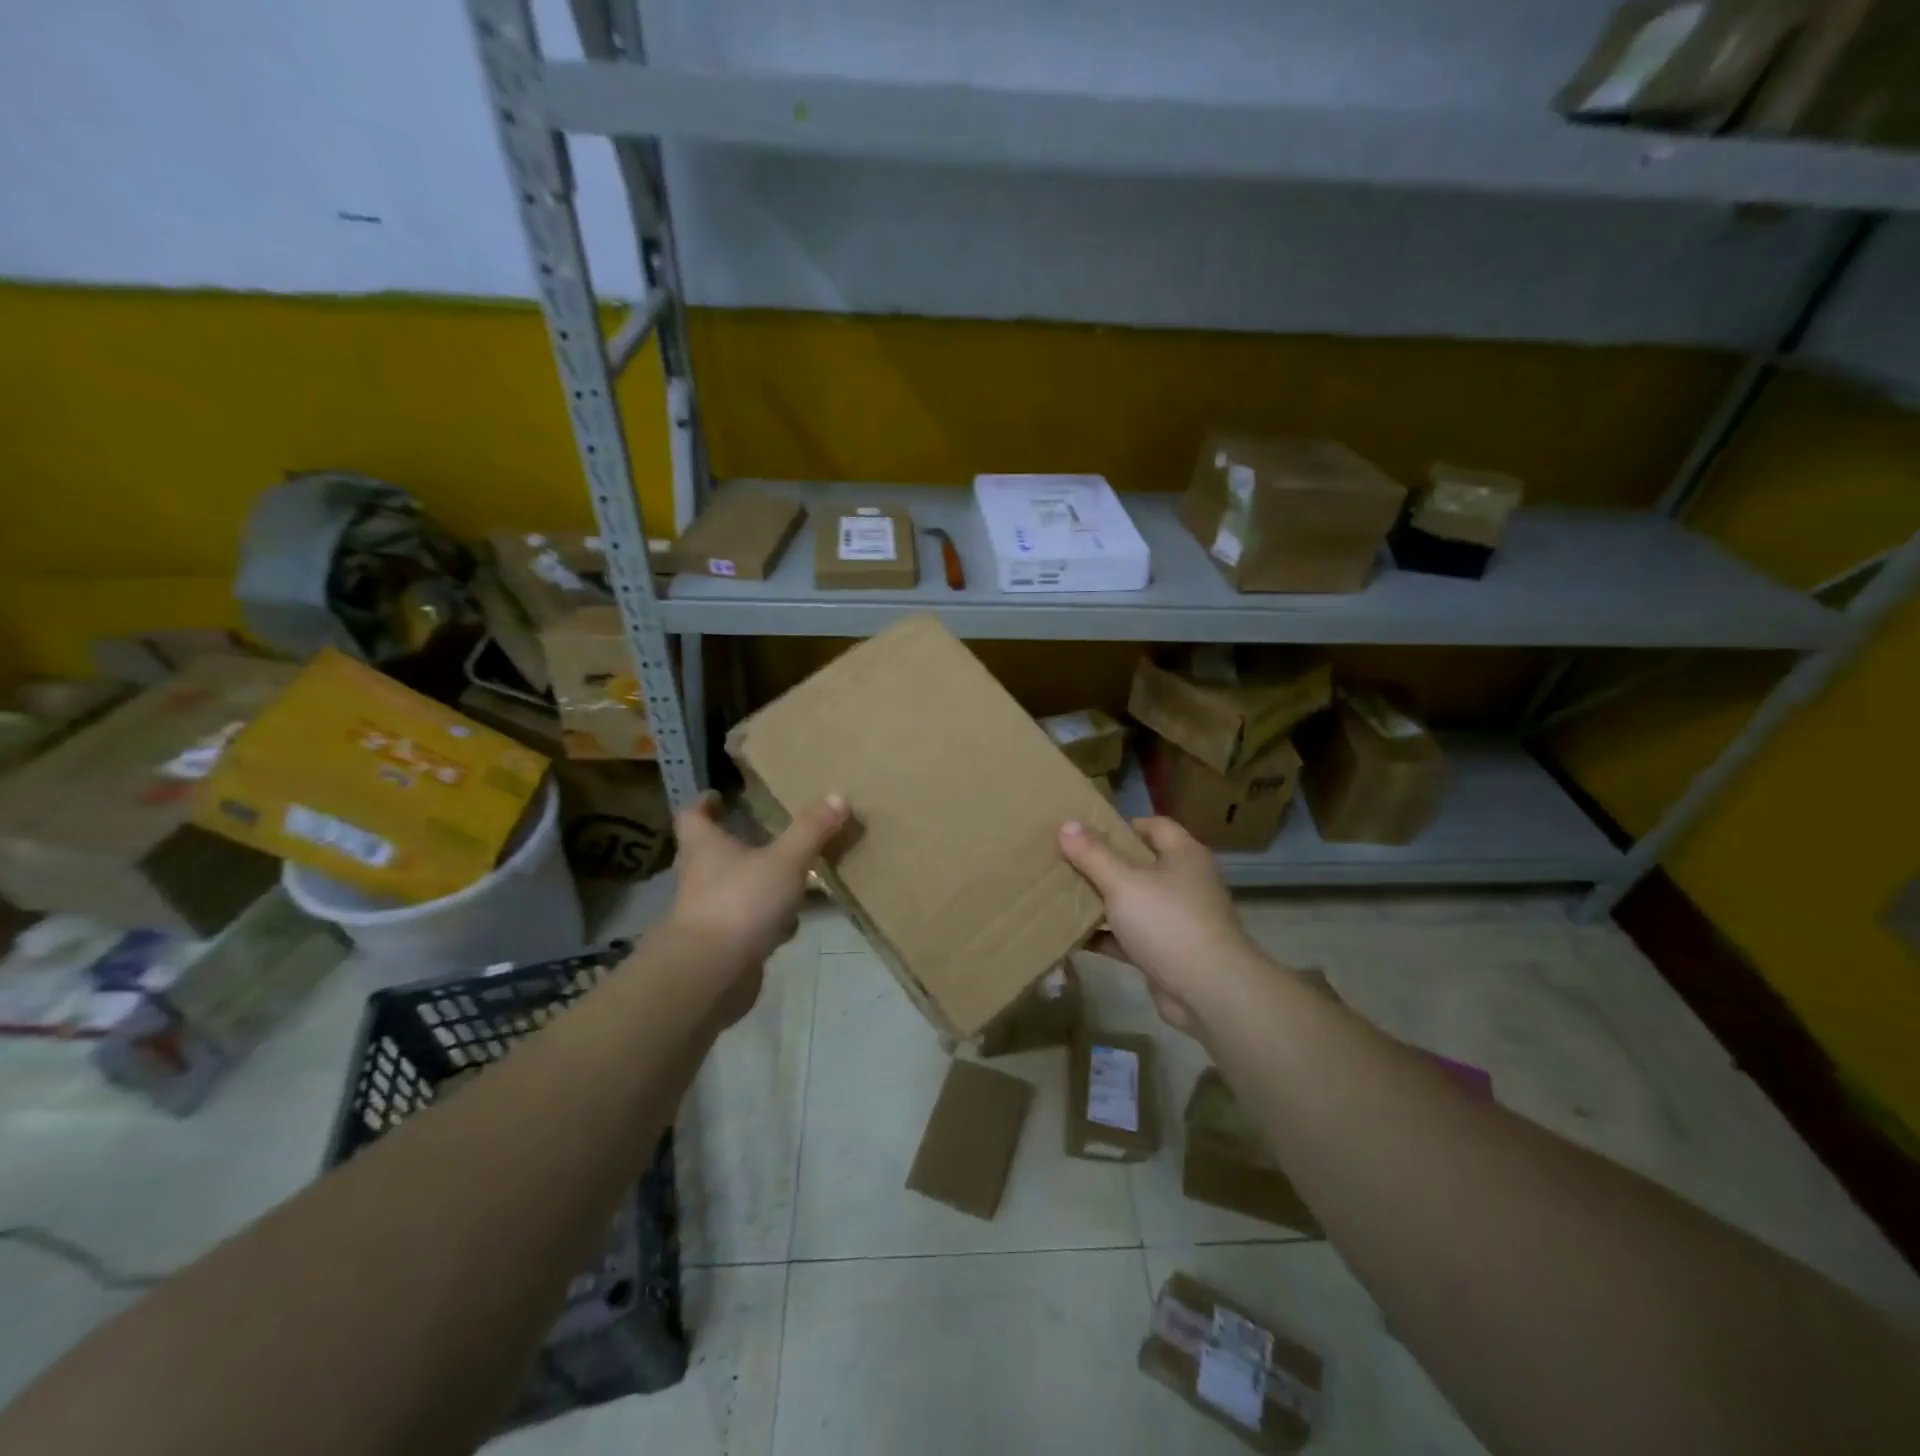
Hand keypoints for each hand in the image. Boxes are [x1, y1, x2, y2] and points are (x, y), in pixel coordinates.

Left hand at [666, 792, 850, 1023]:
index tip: (718, 796)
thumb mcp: (785, 860)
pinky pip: (749, 924)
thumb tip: (838, 796)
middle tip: (766, 832)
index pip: (693, 817)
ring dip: (759, 883)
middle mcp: (701, 877)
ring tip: (792, 876)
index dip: (703, 804)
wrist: (711, 975)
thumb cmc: (740, 903)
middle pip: (713, 853)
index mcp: (705, 848)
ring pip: (736, 889)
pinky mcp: (724, 946)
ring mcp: (710, 914)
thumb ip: (811, 830)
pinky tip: (793, 924)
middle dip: (738, 843)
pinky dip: (769, 920)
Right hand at [1058, 816, 1256, 1032]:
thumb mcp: (1123, 883)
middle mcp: (1185, 883)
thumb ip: (1093, 854)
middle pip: (1141, 864)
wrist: (1208, 992)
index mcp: (1184, 856)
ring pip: (1134, 902)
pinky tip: (1074, 937)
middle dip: (1105, 863)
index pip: (1155, 826)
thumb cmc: (1168, 922)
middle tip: (1068, 860)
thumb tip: (1067, 824)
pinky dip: (1107, 936)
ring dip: (1103, 902)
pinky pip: (1131, 937)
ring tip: (1063, 895)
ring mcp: (1178, 919)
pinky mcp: (1167, 952)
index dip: (1123, 825)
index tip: (1087, 830)